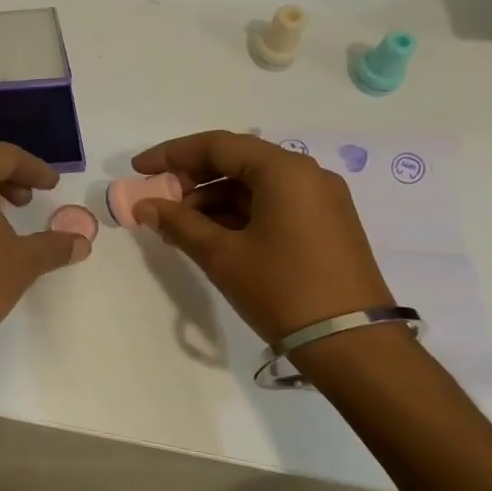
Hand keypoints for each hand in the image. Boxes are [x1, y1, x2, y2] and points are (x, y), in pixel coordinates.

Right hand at [128, 130, 393, 347]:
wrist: (353, 345)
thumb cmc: (282, 290)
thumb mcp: (222, 255)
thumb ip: (178, 224)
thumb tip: (144, 206)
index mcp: (284, 171)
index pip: (217, 145)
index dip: (172, 154)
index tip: (138, 169)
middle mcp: (307, 175)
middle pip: (237, 161)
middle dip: (192, 178)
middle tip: (157, 200)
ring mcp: (320, 201)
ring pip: (253, 186)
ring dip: (212, 200)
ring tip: (177, 226)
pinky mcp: (324, 225)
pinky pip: (271, 205)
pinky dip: (237, 215)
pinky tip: (210, 236)